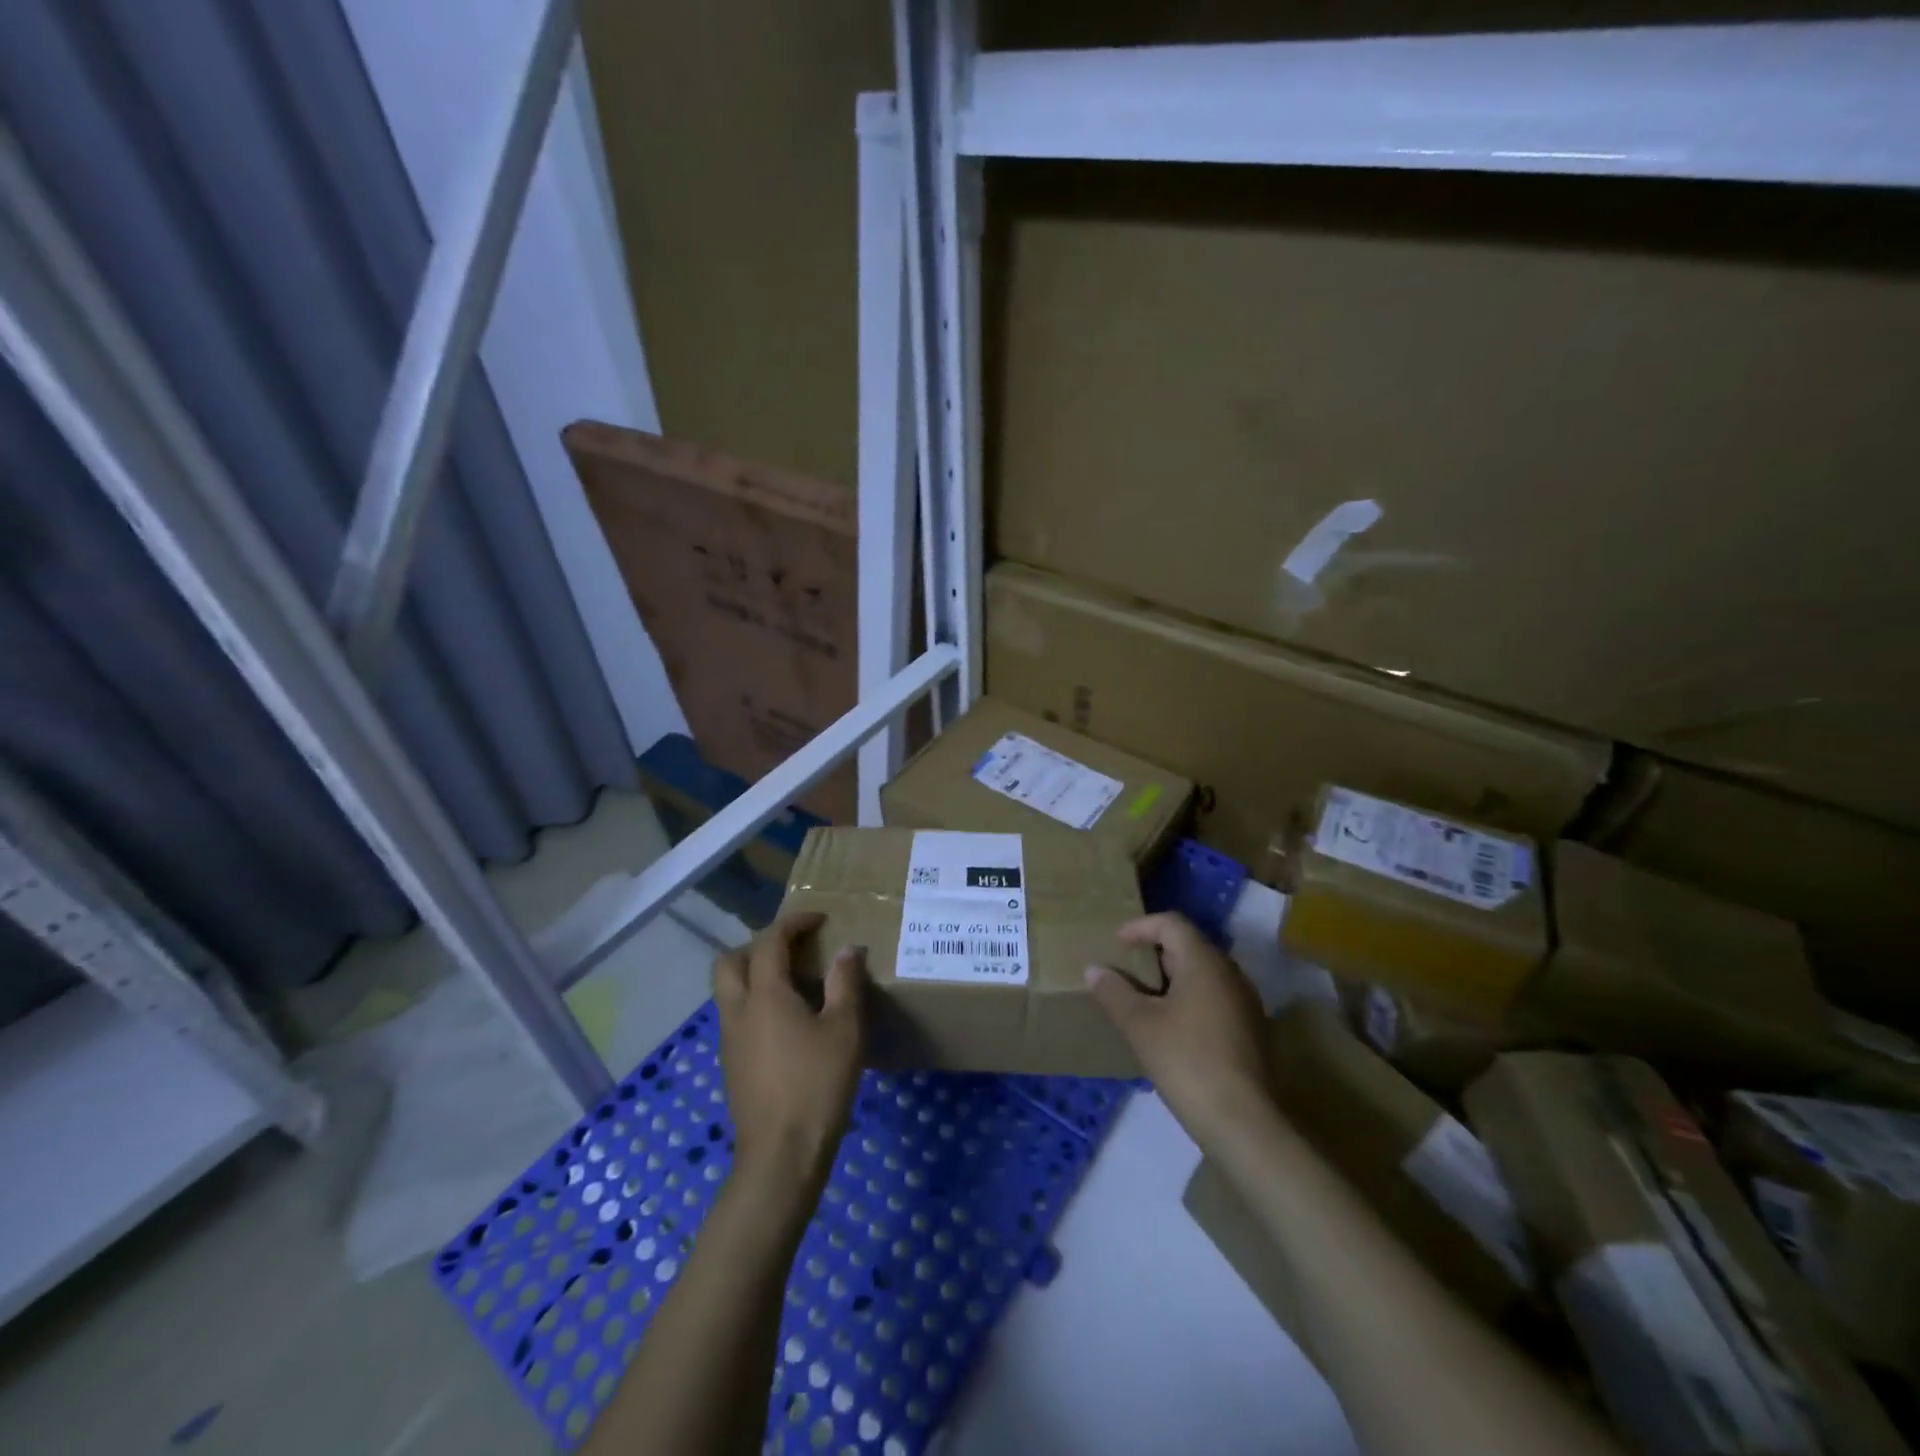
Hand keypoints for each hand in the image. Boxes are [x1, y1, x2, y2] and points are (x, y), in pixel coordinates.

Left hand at [712, 912, 865, 1193]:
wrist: (781, 1155)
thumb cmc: (817, 1085)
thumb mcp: (844, 1029)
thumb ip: (845, 983)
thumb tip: (847, 949)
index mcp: (765, 995)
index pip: (769, 942)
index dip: (793, 923)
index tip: (819, 919)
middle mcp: (738, 1010)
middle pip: (730, 961)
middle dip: (758, 945)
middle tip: (793, 949)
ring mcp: (729, 1040)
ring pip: (729, 990)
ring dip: (754, 974)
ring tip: (794, 983)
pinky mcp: (731, 1065)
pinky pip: (736, 1016)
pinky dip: (755, 1002)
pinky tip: (787, 1023)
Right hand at [1088, 912, 1271, 1146]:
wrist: (1242, 1121)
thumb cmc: (1186, 1061)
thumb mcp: (1140, 1025)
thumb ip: (1114, 992)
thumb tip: (1093, 970)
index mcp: (1204, 962)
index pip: (1171, 923)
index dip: (1140, 927)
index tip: (1117, 943)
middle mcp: (1230, 972)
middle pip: (1189, 945)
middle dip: (1156, 951)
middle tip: (1127, 967)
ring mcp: (1246, 1001)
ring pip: (1204, 972)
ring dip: (1173, 976)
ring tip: (1144, 996)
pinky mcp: (1252, 1029)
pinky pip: (1215, 996)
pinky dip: (1190, 997)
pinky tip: (1171, 1025)